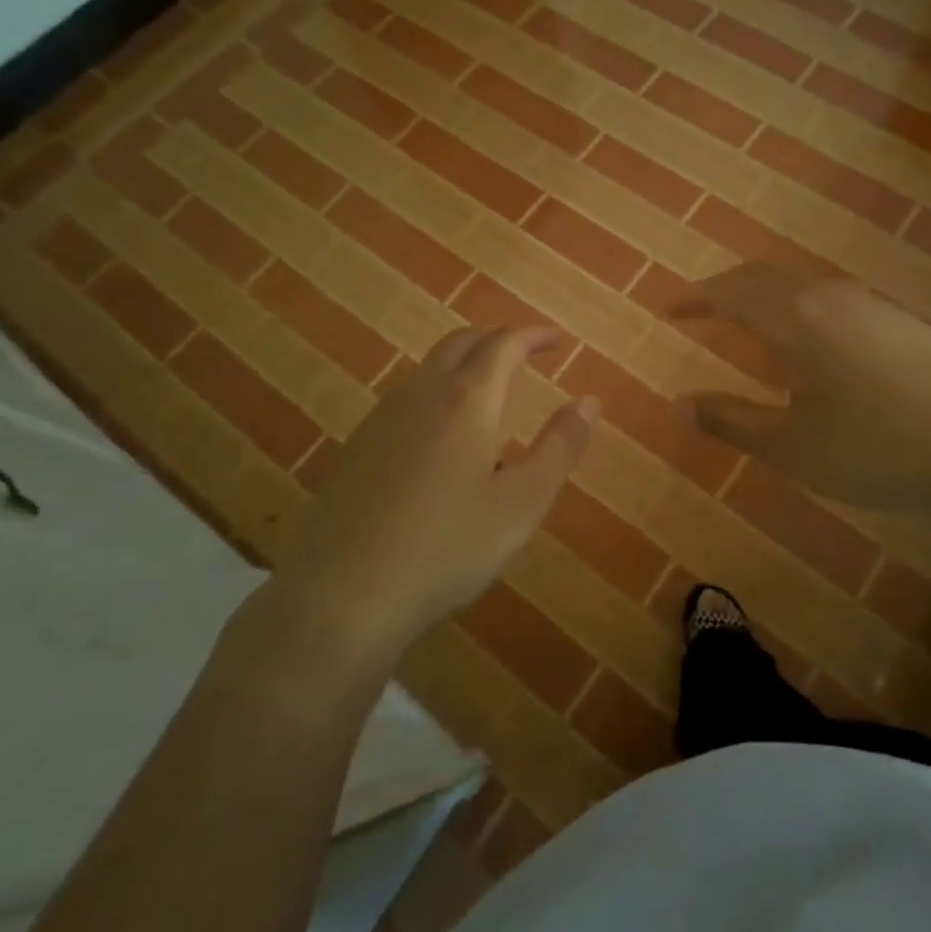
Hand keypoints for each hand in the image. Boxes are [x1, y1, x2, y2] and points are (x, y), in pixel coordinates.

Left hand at [239, 326, 596, 667]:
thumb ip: (559, 449)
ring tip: (491, 388)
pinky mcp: (358, 445)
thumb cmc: (446, 550)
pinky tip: (443, 433)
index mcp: (466, 402)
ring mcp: (382, 418)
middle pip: (461, 343)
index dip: (534, 336)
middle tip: (526, 352)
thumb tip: (588, 402)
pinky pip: (407, 396)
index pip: (504, 345)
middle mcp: (421, 395)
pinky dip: (438, 389)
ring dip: (465, 361)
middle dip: (498, 338)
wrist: (342, 595)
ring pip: (429, 367)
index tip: (557, 340)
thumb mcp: (520, 505)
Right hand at [674, 264, 930, 530]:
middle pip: (766, 277)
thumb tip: (677, 405)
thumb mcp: (793, 447)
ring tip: (748, 320)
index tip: (670, 308)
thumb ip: (731, 422)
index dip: (696, 299)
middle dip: (727, 289)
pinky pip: (831, 299)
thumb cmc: (880, 448)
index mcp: (796, 318)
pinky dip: (799, 307)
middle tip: (701, 308)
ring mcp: (873, 306)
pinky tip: (811, 341)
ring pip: (802, 285)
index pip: (732, 293)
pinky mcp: (903, 322)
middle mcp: (831, 297)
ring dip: (766, 295)